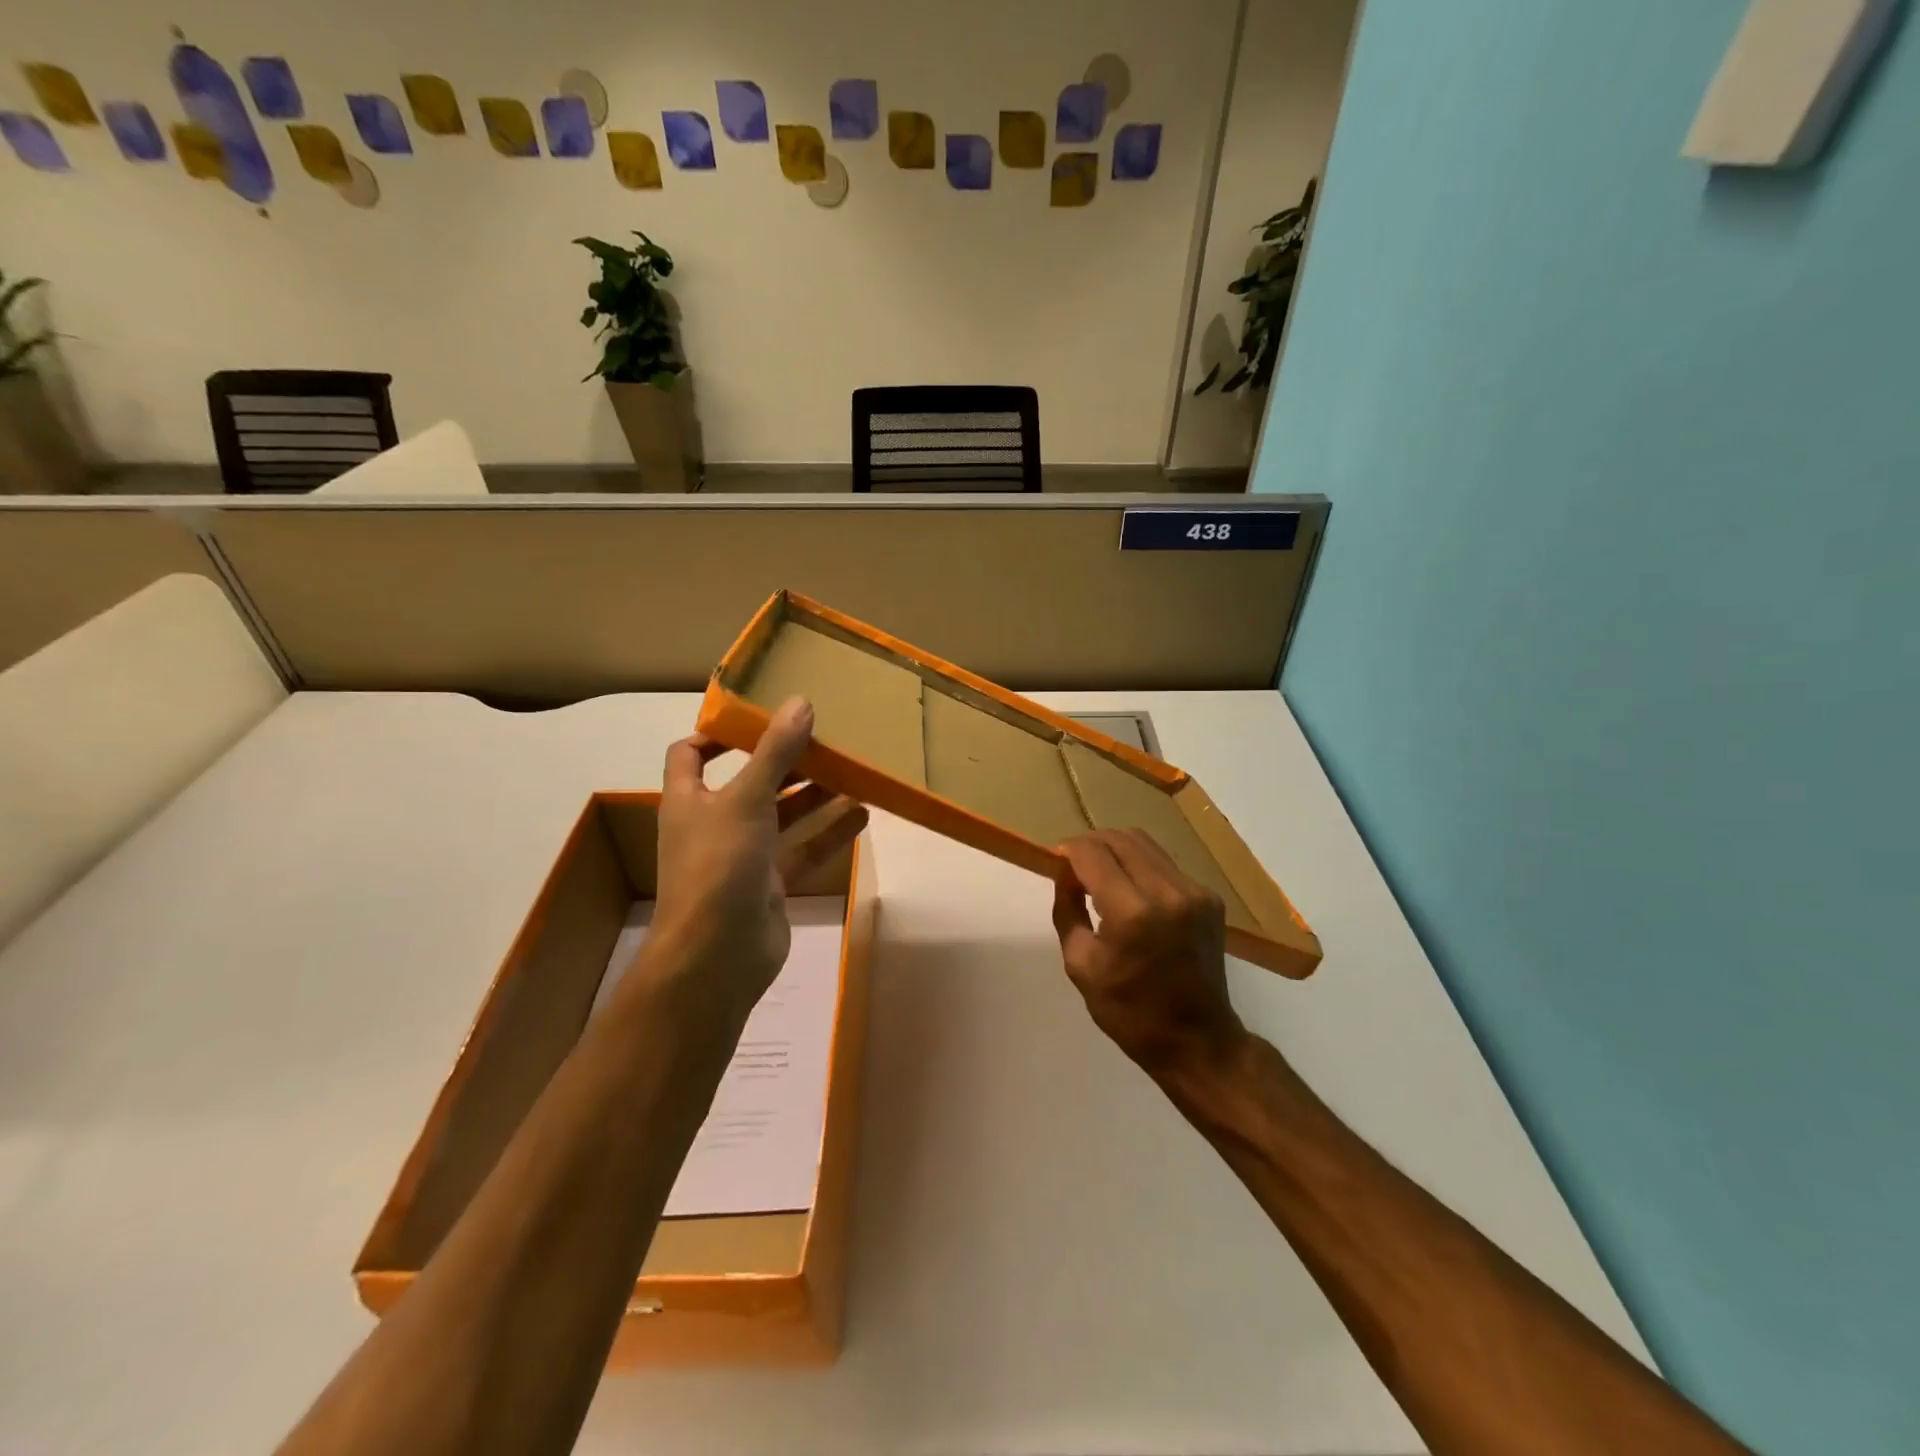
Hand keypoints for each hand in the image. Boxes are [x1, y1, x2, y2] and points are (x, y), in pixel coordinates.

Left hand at [651, 697, 867, 1025]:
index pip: (690, 755)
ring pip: (782, 817)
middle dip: (785, 763)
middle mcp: (713, 825)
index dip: (718, 734)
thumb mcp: (747, 798)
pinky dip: (829, 834)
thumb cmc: (719, 865)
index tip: (760, 718)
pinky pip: (802, 851)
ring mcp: (743, 858)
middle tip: (826, 741)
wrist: (717, 957)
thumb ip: (775, 751)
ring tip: (853, 772)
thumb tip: (800, 702)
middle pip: (750, 782)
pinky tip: (862, 815)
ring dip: (814, 796)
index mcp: (690, 800)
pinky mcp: (770, 886)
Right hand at [1052, 829, 1245, 1074]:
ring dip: (1117, 850)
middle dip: (1091, 843)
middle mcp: (1167, 892)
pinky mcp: (1209, 898)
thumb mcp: (1080, 964)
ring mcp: (1194, 892)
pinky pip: (1166, 865)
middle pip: (1120, 839)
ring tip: (1101, 873)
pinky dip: (1142, 867)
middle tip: (1075, 864)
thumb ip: (1067, 908)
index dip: (1070, 850)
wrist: (1197, 1041)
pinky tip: (1133, 893)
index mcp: (1131, 913)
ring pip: (1145, 844)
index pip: (1093, 854)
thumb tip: (1065, 871)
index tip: (1058, 860)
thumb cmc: (1129, 1011)